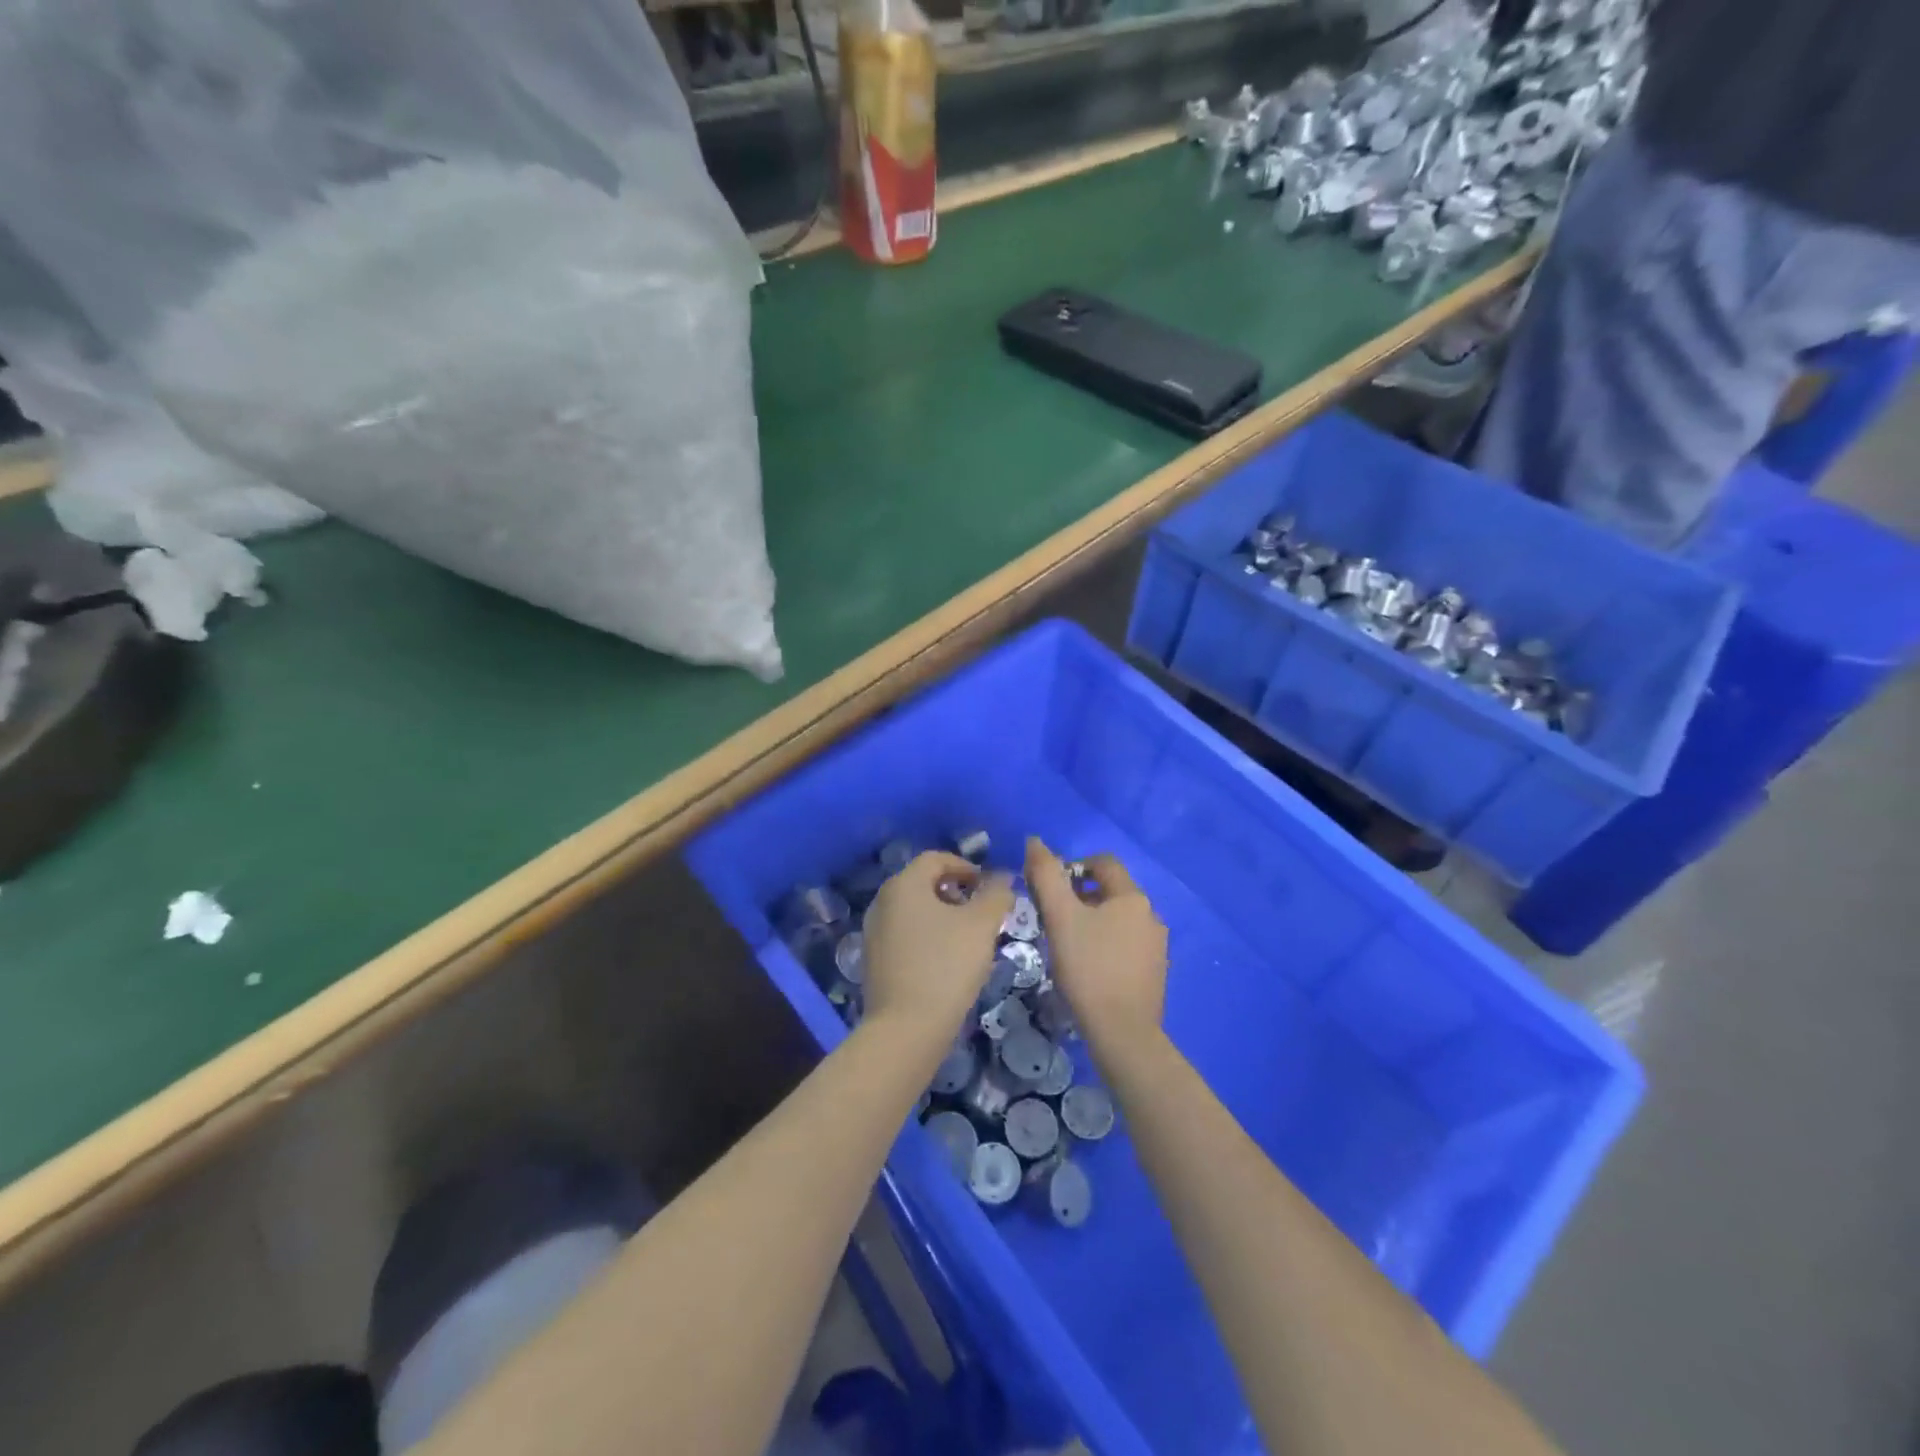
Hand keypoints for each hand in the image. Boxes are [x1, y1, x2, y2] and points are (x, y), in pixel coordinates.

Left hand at [861, 852, 1012, 1041]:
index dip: (966, 866)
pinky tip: (947, 962)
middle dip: (956, 892)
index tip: (989, 887)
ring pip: (915, 911)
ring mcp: (874, 932)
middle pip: (923, 883)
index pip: (936, 858)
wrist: (906, 1029)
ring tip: (970, 939)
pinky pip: (906, 935)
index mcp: (903, 885)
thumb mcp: (982, 925)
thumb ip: (996, 895)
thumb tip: (1002, 879)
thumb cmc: (946, 966)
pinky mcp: (874, 961)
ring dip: (943, 916)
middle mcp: (882, 902)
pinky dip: (928, 937)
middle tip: (983, 913)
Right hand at [1024, 837, 1167, 1053]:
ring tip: (1068, 945)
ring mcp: (1157, 945)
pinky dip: (1106, 945)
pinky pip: (1127, 944)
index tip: (1051, 889)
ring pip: (1119, 919)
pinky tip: (1089, 969)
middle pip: (1111, 891)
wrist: (1122, 1033)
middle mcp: (1151, 914)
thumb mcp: (1059, 917)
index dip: (1073, 866)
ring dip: (1093, 922)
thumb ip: (1046, 875)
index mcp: (1132, 897)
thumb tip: (1034, 841)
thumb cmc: (1088, 968)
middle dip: (1080, 897)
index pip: (1103, 862)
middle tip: (1053, 919)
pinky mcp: (1155, 972)